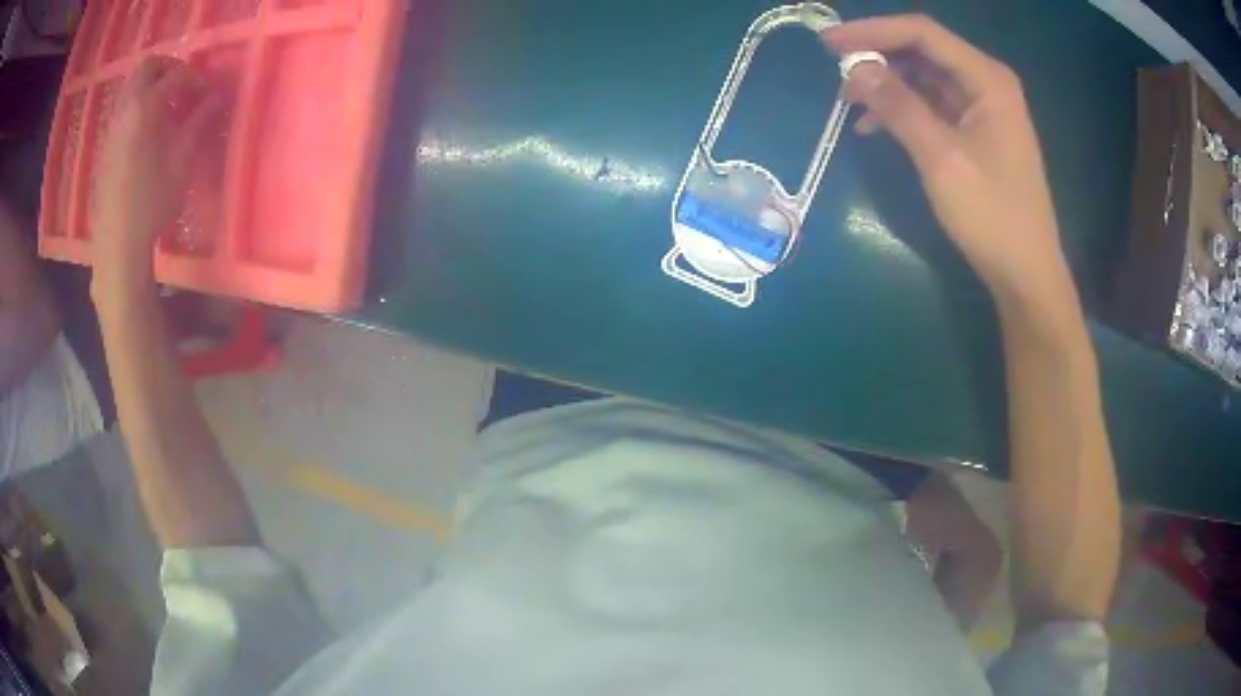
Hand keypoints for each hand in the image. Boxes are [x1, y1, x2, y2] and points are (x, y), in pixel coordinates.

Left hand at [92, 57, 223, 277]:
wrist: (118, 242)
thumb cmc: (152, 202)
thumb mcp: (181, 161)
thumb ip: (199, 122)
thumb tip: (216, 97)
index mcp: (146, 107)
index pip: (176, 75)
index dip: (195, 79)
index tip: (207, 94)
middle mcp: (126, 109)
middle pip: (147, 67)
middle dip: (167, 68)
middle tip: (182, 85)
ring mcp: (112, 127)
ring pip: (131, 86)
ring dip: (150, 85)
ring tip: (164, 105)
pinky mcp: (105, 146)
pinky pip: (122, 109)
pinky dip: (137, 105)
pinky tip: (146, 128)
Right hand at [823, 16, 1072, 306]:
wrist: (1026, 274)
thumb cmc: (993, 217)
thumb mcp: (942, 159)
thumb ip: (899, 107)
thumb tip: (856, 68)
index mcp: (987, 79)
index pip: (922, 33)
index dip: (872, 31)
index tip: (828, 43)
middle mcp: (986, 83)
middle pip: (923, 51)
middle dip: (878, 57)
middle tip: (837, 75)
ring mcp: (982, 107)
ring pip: (925, 77)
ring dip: (887, 85)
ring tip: (851, 103)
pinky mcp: (976, 131)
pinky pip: (933, 105)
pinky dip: (903, 109)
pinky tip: (875, 126)